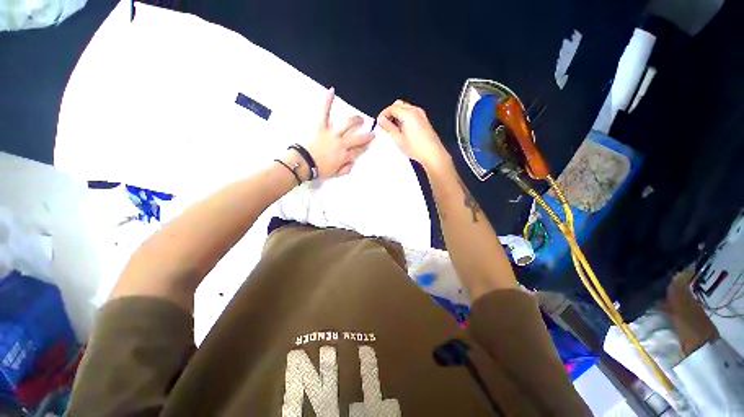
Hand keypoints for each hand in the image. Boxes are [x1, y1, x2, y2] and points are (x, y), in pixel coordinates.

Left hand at [301, 87, 374, 178]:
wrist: (303, 164)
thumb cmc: (318, 170)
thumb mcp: (334, 174)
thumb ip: (345, 169)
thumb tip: (352, 163)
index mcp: (345, 156)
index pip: (359, 150)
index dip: (365, 147)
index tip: (369, 144)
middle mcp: (342, 143)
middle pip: (358, 138)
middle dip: (367, 136)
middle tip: (371, 133)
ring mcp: (332, 133)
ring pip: (348, 124)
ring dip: (356, 120)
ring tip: (360, 119)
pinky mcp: (321, 126)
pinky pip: (325, 112)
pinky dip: (327, 101)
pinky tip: (331, 91)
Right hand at [377, 100, 450, 170]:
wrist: (432, 153)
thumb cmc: (418, 148)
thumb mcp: (398, 138)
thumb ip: (388, 127)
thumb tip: (382, 120)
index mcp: (408, 114)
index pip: (392, 108)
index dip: (384, 113)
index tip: (380, 121)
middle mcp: (416, 111)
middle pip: (399, 105)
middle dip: (390, 112)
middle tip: (385, 123)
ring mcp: (421, 115)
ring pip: (406, 109)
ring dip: (398, 115)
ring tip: (393, 128)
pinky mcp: (424, 121)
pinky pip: (412, 114)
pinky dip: (405, 118)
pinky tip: (402, 130)